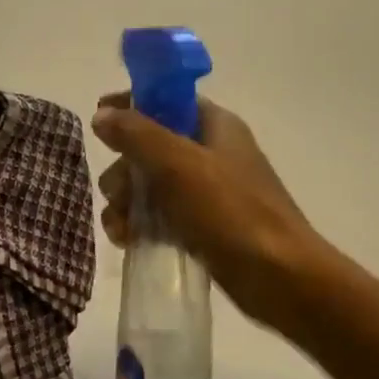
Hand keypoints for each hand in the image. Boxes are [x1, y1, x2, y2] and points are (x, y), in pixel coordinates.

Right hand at [92, 94, 324, 334]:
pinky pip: (157, 216)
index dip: (131, 104)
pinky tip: (128, 241)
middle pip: (148, 146)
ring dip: (125, 202)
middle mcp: (209, 153)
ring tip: (122, 227)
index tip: (99, 118)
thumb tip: (102, 114)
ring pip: (147, 185)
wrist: (279, 279)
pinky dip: (138, 225)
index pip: (166, 99)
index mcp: (215, 126)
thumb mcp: (178, 165)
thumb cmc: (231, 212)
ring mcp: (205, 193)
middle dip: (123, 169)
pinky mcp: (199, 227)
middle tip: (119, 192)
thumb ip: (137, 134)